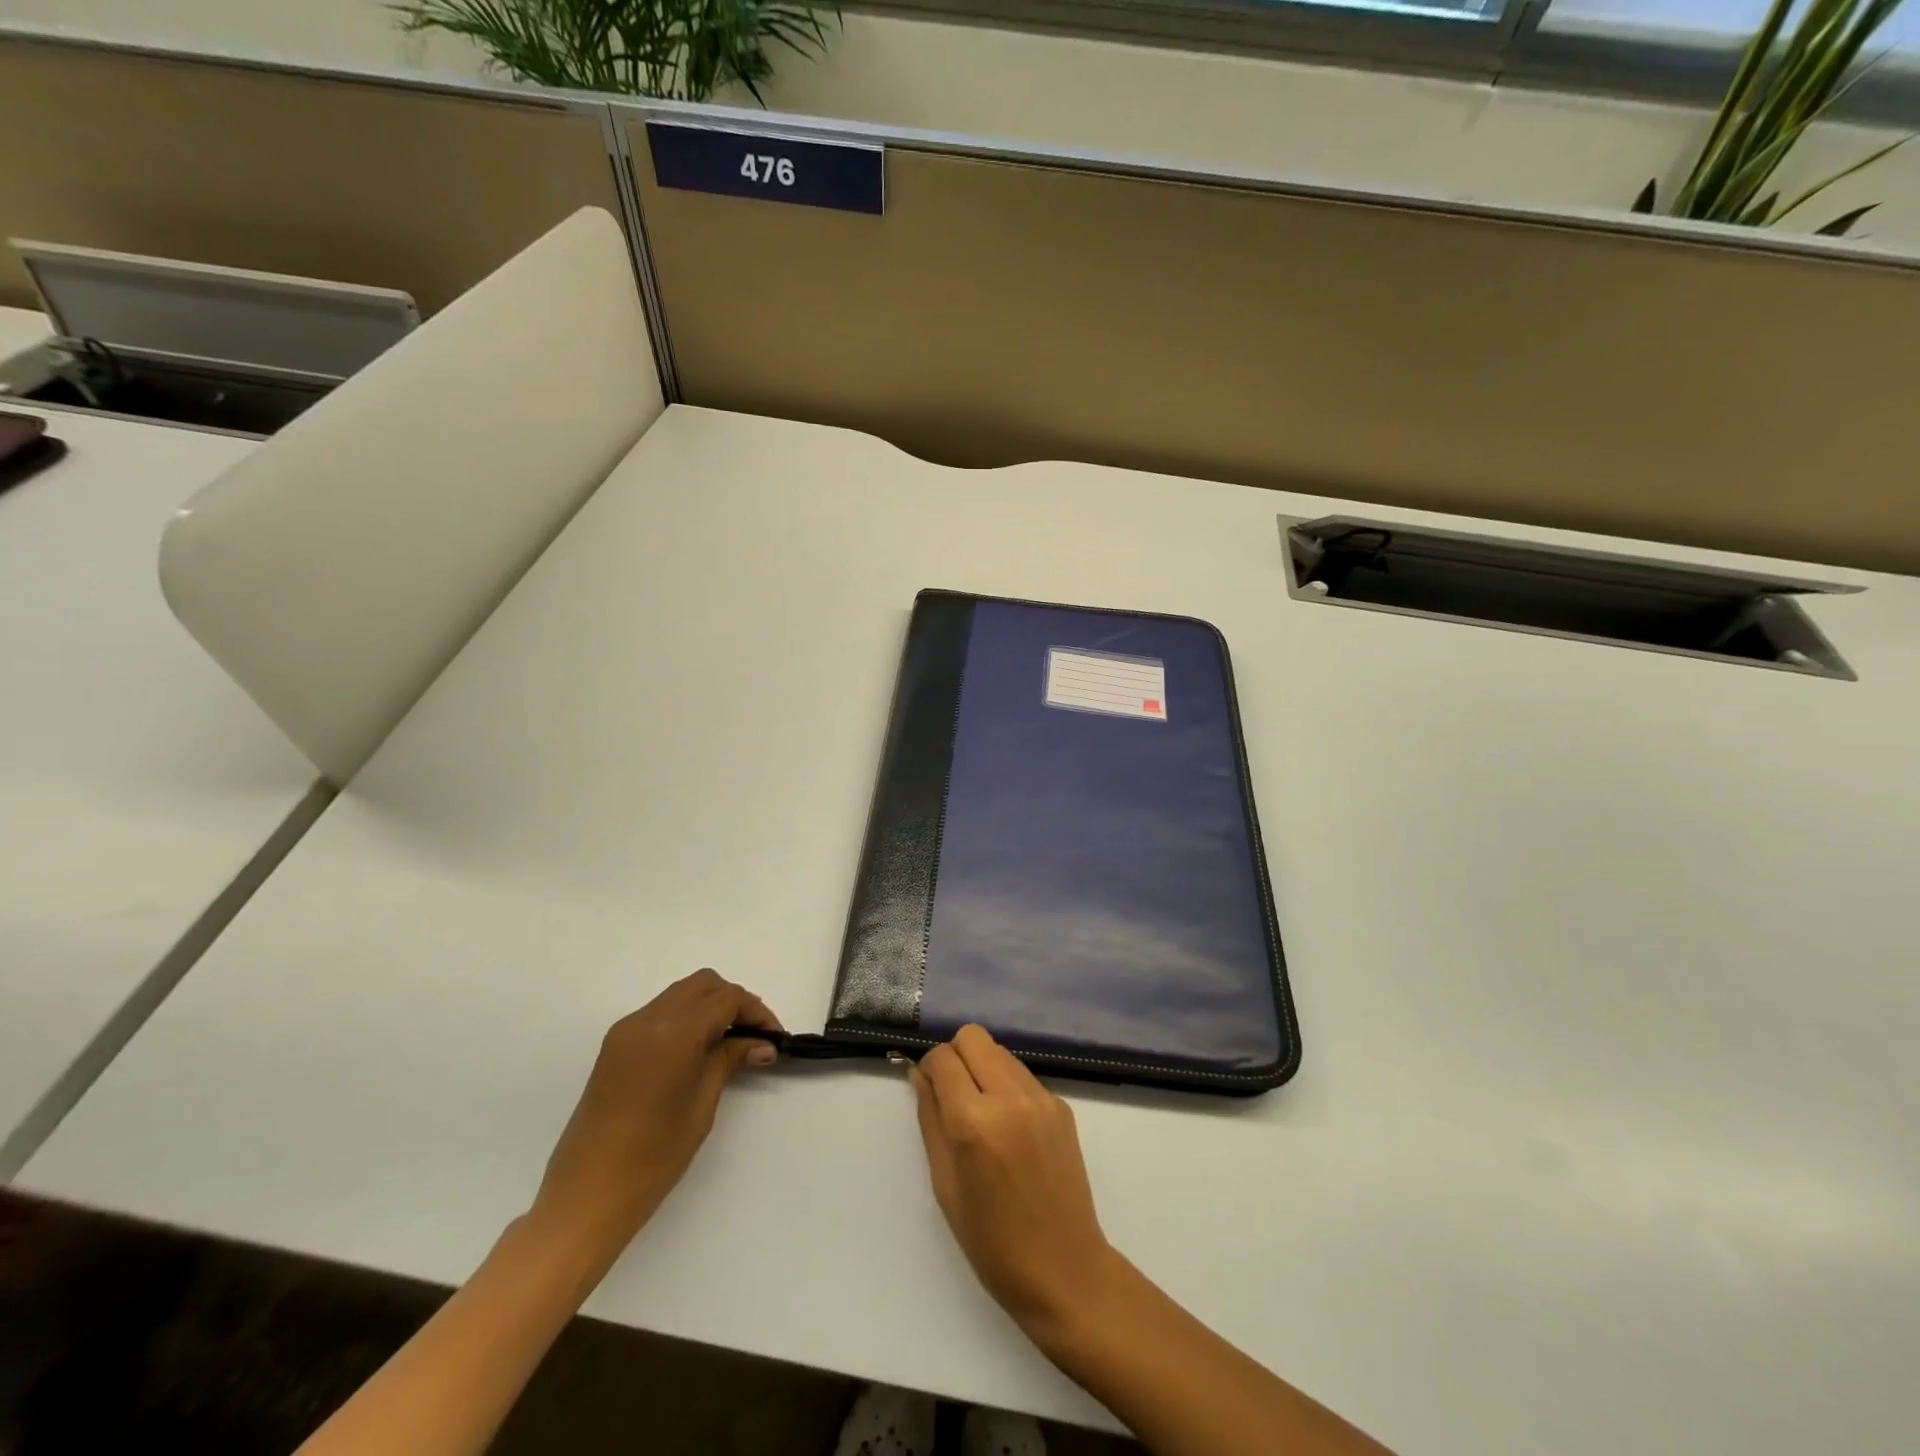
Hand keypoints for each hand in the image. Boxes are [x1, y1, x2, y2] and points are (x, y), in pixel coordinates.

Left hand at [528, 969, 782, 1276]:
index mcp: (673, 1032)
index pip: (726, 998)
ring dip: (710, 1007)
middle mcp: (648, 1019)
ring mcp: (627, 1029)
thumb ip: (730, 1060)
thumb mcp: (702, 1104)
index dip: (756, 1012)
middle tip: (754, 1036)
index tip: (774, 1037)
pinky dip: (687, 1018)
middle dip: (734, 1002)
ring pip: (681, 994)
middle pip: (704, 985)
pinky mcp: (615, 1044)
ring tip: (730, 1042)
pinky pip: (661, 1012)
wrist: (586, 1195)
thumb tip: (762, 1043)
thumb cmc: (653, 1156)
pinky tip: (699, 1050)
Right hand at [911, 1025, 1119, 1337]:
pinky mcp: (1062, 1105)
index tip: (929, 1091)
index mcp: (974, 1122)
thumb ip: (930, 1119)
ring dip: (983, 1067)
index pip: (942, 1058)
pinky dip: (1008, 1086)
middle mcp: (1010, 1097)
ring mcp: (1041, 1098)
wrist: (1064, 1270)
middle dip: (956, 1057)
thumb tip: (919, 1075)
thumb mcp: (944, 1184)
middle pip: (973, 1037)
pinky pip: (1023, 1075)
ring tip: (983, 1113)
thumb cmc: (992, 1241)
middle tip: (953, 1096)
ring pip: (1000, 1050)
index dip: (929, 1069)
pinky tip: (1011, 1129)